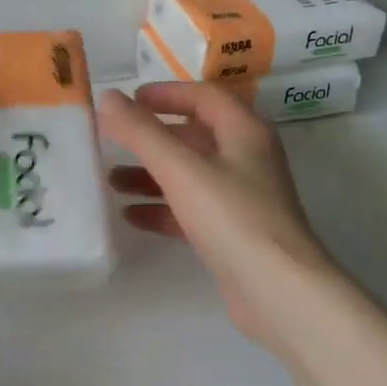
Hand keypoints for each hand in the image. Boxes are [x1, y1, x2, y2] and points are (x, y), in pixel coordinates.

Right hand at [98, 83, 338, 351]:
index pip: (204, 96)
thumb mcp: (182, 169)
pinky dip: (162, 208)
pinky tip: (131, 216)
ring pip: (190, 176)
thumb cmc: (233, 218)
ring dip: (151, 175)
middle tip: (114, 140)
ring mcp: (242, 198)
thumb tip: (108, 98)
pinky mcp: (233, 233)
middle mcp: (247, 159)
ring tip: (111, 181)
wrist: (279, 292)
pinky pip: (191, 210)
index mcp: (244, 133)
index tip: (130, 100)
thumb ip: (142, 132)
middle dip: (152, 138)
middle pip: (194, 137)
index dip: (167, 94)